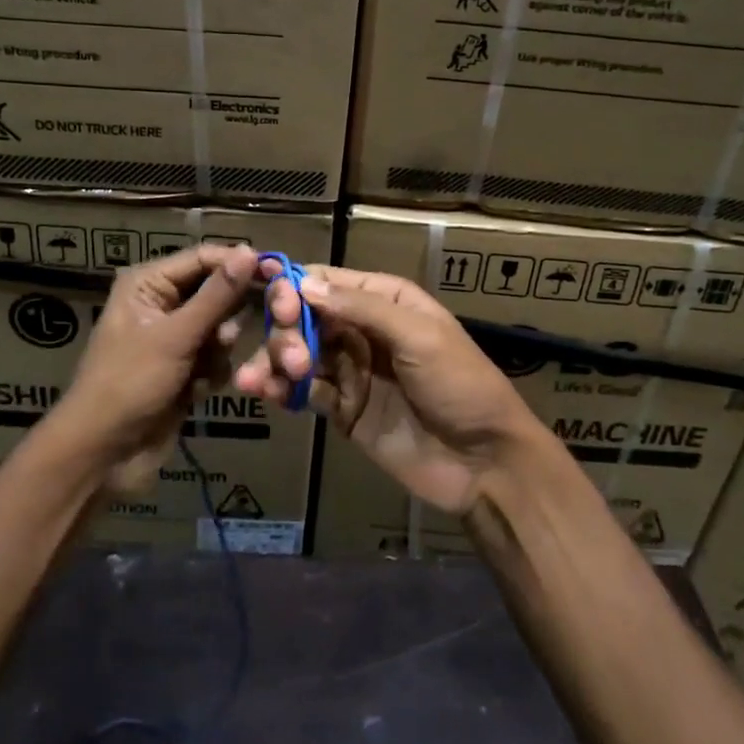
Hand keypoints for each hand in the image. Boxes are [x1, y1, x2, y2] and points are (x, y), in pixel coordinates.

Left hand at [50, 243, 258, 491]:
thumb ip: (217, 295)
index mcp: (148, 283)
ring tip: (202, 371)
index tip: (278, 273)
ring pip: (221, 327)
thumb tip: (250, 251)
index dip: (238, 263)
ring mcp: (174, 338)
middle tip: (226, 339)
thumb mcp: (176, 336)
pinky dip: (213, 372)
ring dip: (218, 350)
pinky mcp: (184, 368)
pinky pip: (216, 356)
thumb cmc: (130, 384)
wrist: (105, 455)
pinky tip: (196, 391)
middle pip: (216, 292)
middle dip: (227, 318)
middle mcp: (161, 303)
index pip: (204, 258)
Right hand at [234, 264, 538, 513]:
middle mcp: (363, 329)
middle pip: (305, 317)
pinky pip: (304, 392)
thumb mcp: (419, 336)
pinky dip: (281, 390)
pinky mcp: (343, 409)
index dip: (295, 288)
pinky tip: (267, 395)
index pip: (327, 282)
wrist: (485, 462)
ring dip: (276, 361)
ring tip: (258, 381)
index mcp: (385, 301)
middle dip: (286, 330)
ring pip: (298, 354)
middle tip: (291, 357)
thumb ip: (362, 308)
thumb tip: (305, 284)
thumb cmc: (460, 385)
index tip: (277, 306)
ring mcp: (351, 370)